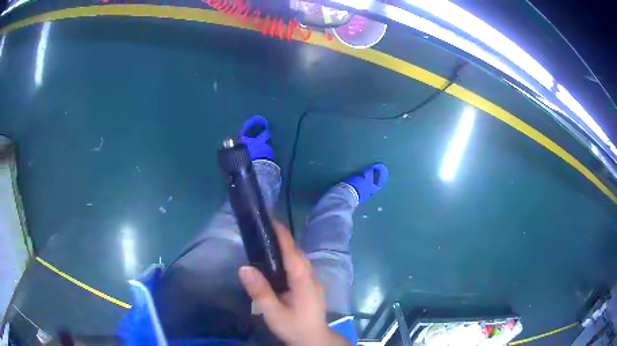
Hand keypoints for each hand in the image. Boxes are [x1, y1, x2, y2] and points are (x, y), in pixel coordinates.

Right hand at [238, 220, 349, 345]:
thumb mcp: (274, 313)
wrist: (314, 340)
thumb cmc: (294, 327)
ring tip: (269, 242)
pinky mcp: (311, 288)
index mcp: (303, 282)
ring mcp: (313, 283)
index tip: (271, 220)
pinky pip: (300, 268)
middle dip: (283, 239)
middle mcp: (311, 278)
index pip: (293, 253)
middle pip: (298, 254)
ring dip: (287, 248)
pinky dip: (290, 259)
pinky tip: (278, 264)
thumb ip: (260, 291)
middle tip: (264, 230)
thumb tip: (244, 267)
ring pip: (301, 260)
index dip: (283, 236)